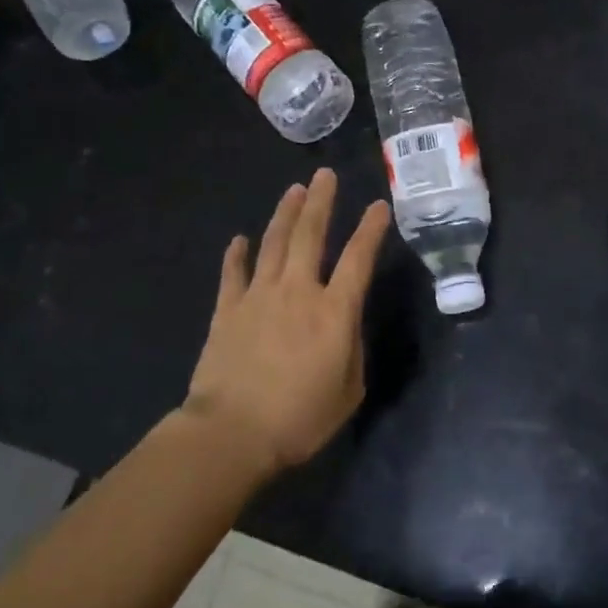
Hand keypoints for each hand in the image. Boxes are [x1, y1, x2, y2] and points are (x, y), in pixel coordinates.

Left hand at [183, 169, 389, 475]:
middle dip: (321, 202)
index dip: (371, 229)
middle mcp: (298, 292)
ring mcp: (259, 297)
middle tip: (326, 175)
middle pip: (310, 235)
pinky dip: (237, 254)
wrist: (233, 433)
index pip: (358, 258)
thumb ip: (351, 348)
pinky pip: (233, 273)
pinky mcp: (228, 310)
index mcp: (334, 311)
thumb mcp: (349, 389)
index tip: (379, 206)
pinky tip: (240, 239)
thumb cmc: (300, 418)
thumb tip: (343, 325)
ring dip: (285, 214)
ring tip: (295, 191)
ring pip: (273, 244)